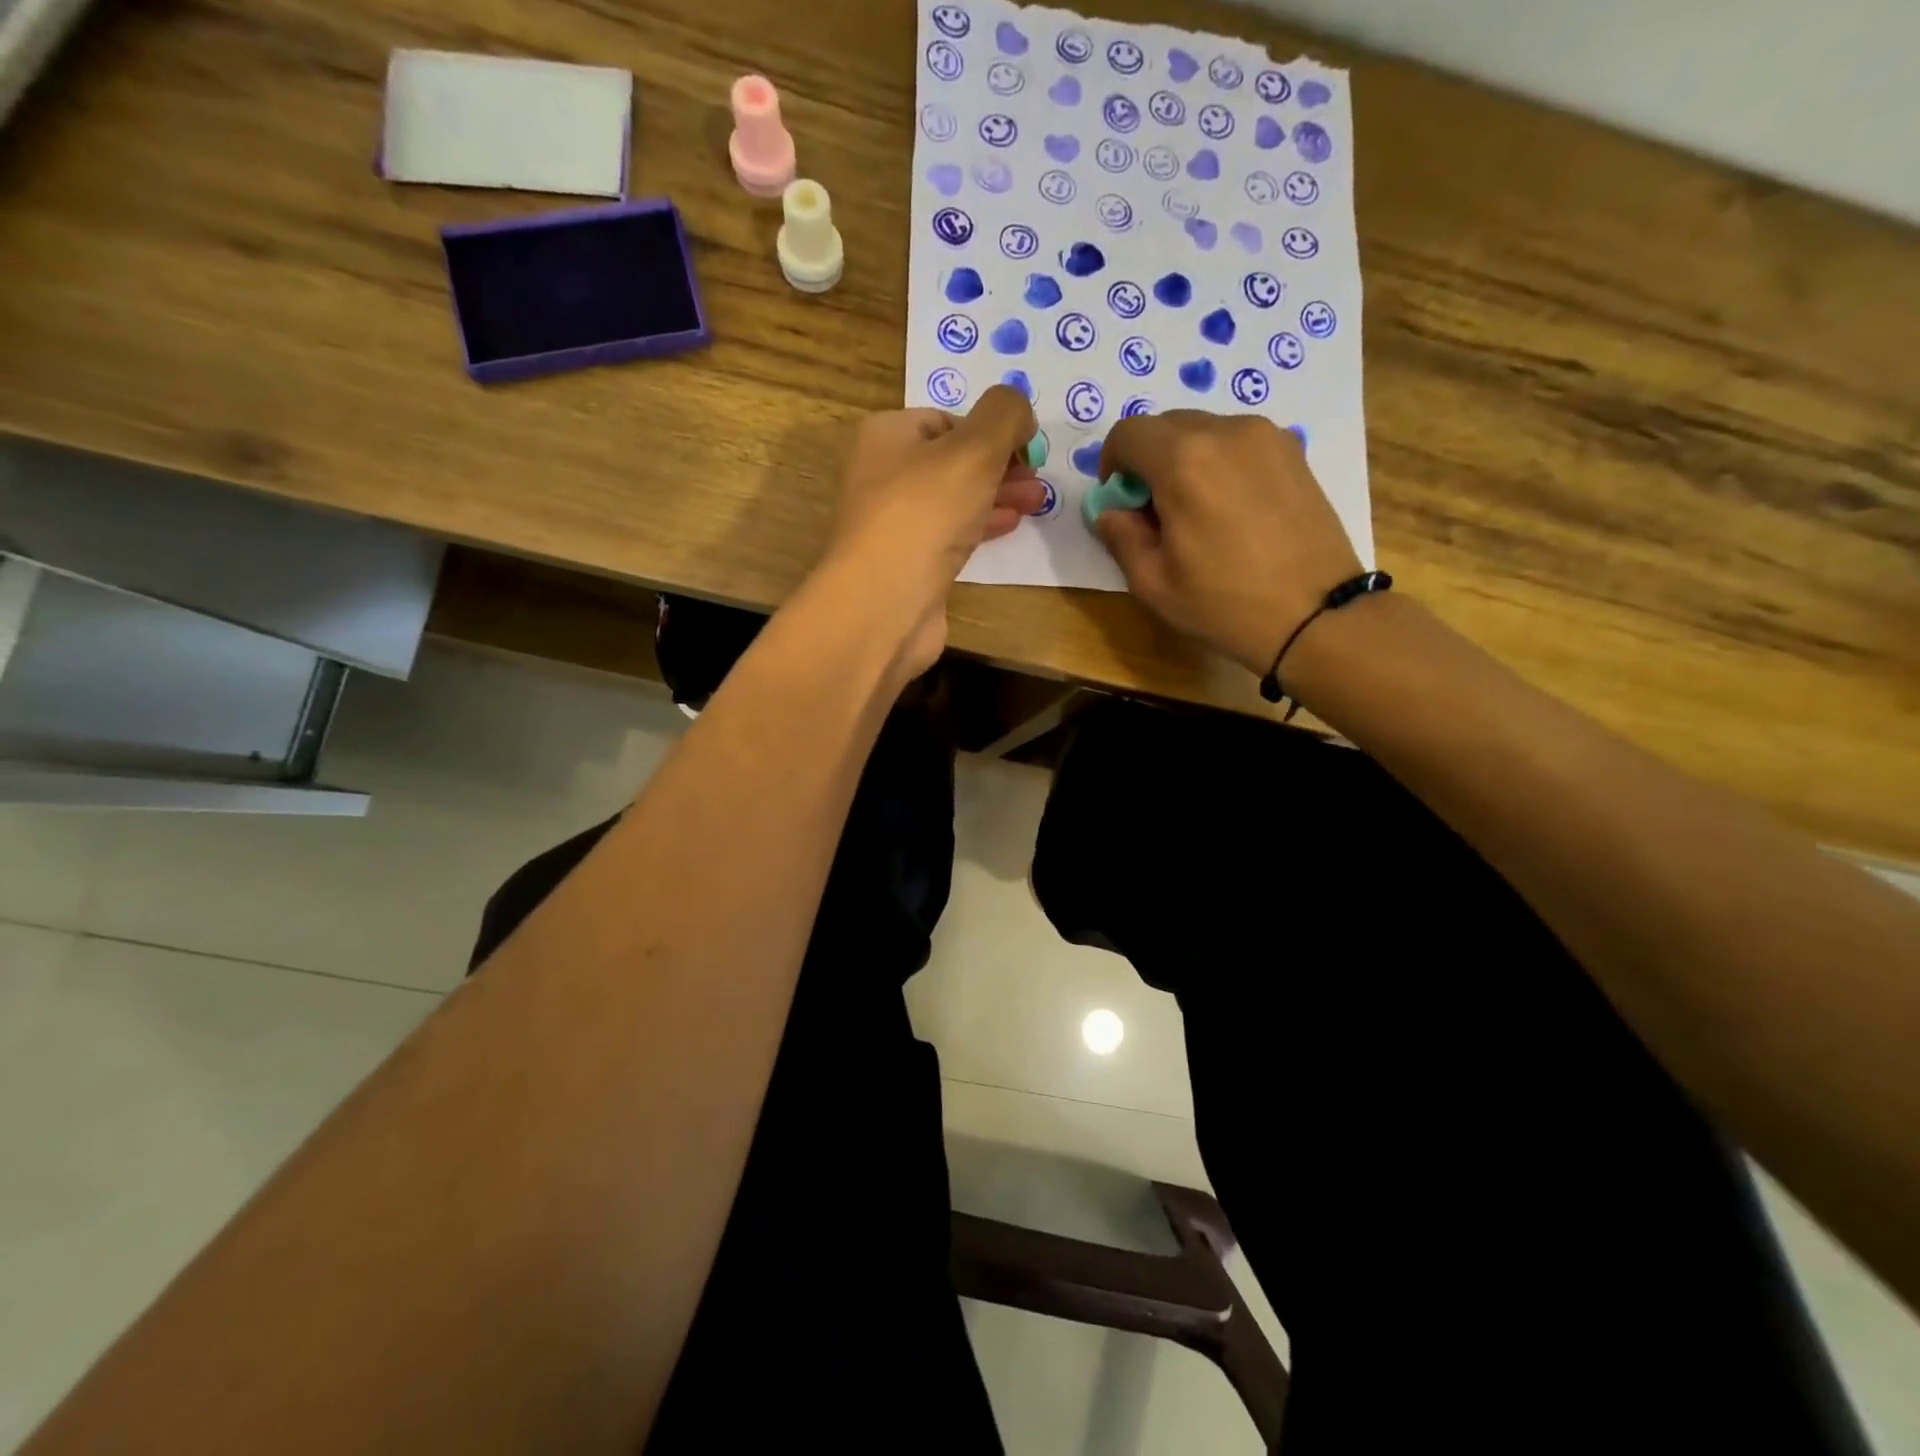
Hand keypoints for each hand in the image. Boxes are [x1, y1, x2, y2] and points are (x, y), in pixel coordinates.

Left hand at [824, 387, 1043, 671]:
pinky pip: (948, 535)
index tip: (1026, 449)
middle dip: (1000, 467)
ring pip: (953, 499)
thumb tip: (1019, 410)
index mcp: (886, 435)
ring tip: (1037, 502)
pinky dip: (979, 527)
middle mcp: (882, 475)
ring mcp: (892, 523)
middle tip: (1038, 480)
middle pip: (952, 460)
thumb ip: (1004, 416)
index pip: (946, 419)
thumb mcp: (975, 448)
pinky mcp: (907, 564)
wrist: (884, 603)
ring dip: (996, 496)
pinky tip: (1009, 527)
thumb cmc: (925, 513)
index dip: (990, 430)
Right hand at [1094, 412, 1362, 675]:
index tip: (1121, 502)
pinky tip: (1232, 510)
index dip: (1112, 465)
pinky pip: (1239, 443)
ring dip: (1186, 461)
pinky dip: (1221, 463)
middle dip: (1148, 461)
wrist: (1316, 615)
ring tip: (1197, 513)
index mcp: (1184, 461)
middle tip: (1155, 512)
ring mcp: (1267, 437)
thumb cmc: (1225, 604)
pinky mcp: (1294, 452)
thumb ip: (1121, 536)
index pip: (1128, 433)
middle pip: (1167, 426)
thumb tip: (1111, 512)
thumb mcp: (1153, 582)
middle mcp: (1226, 431)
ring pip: (1205, 431)